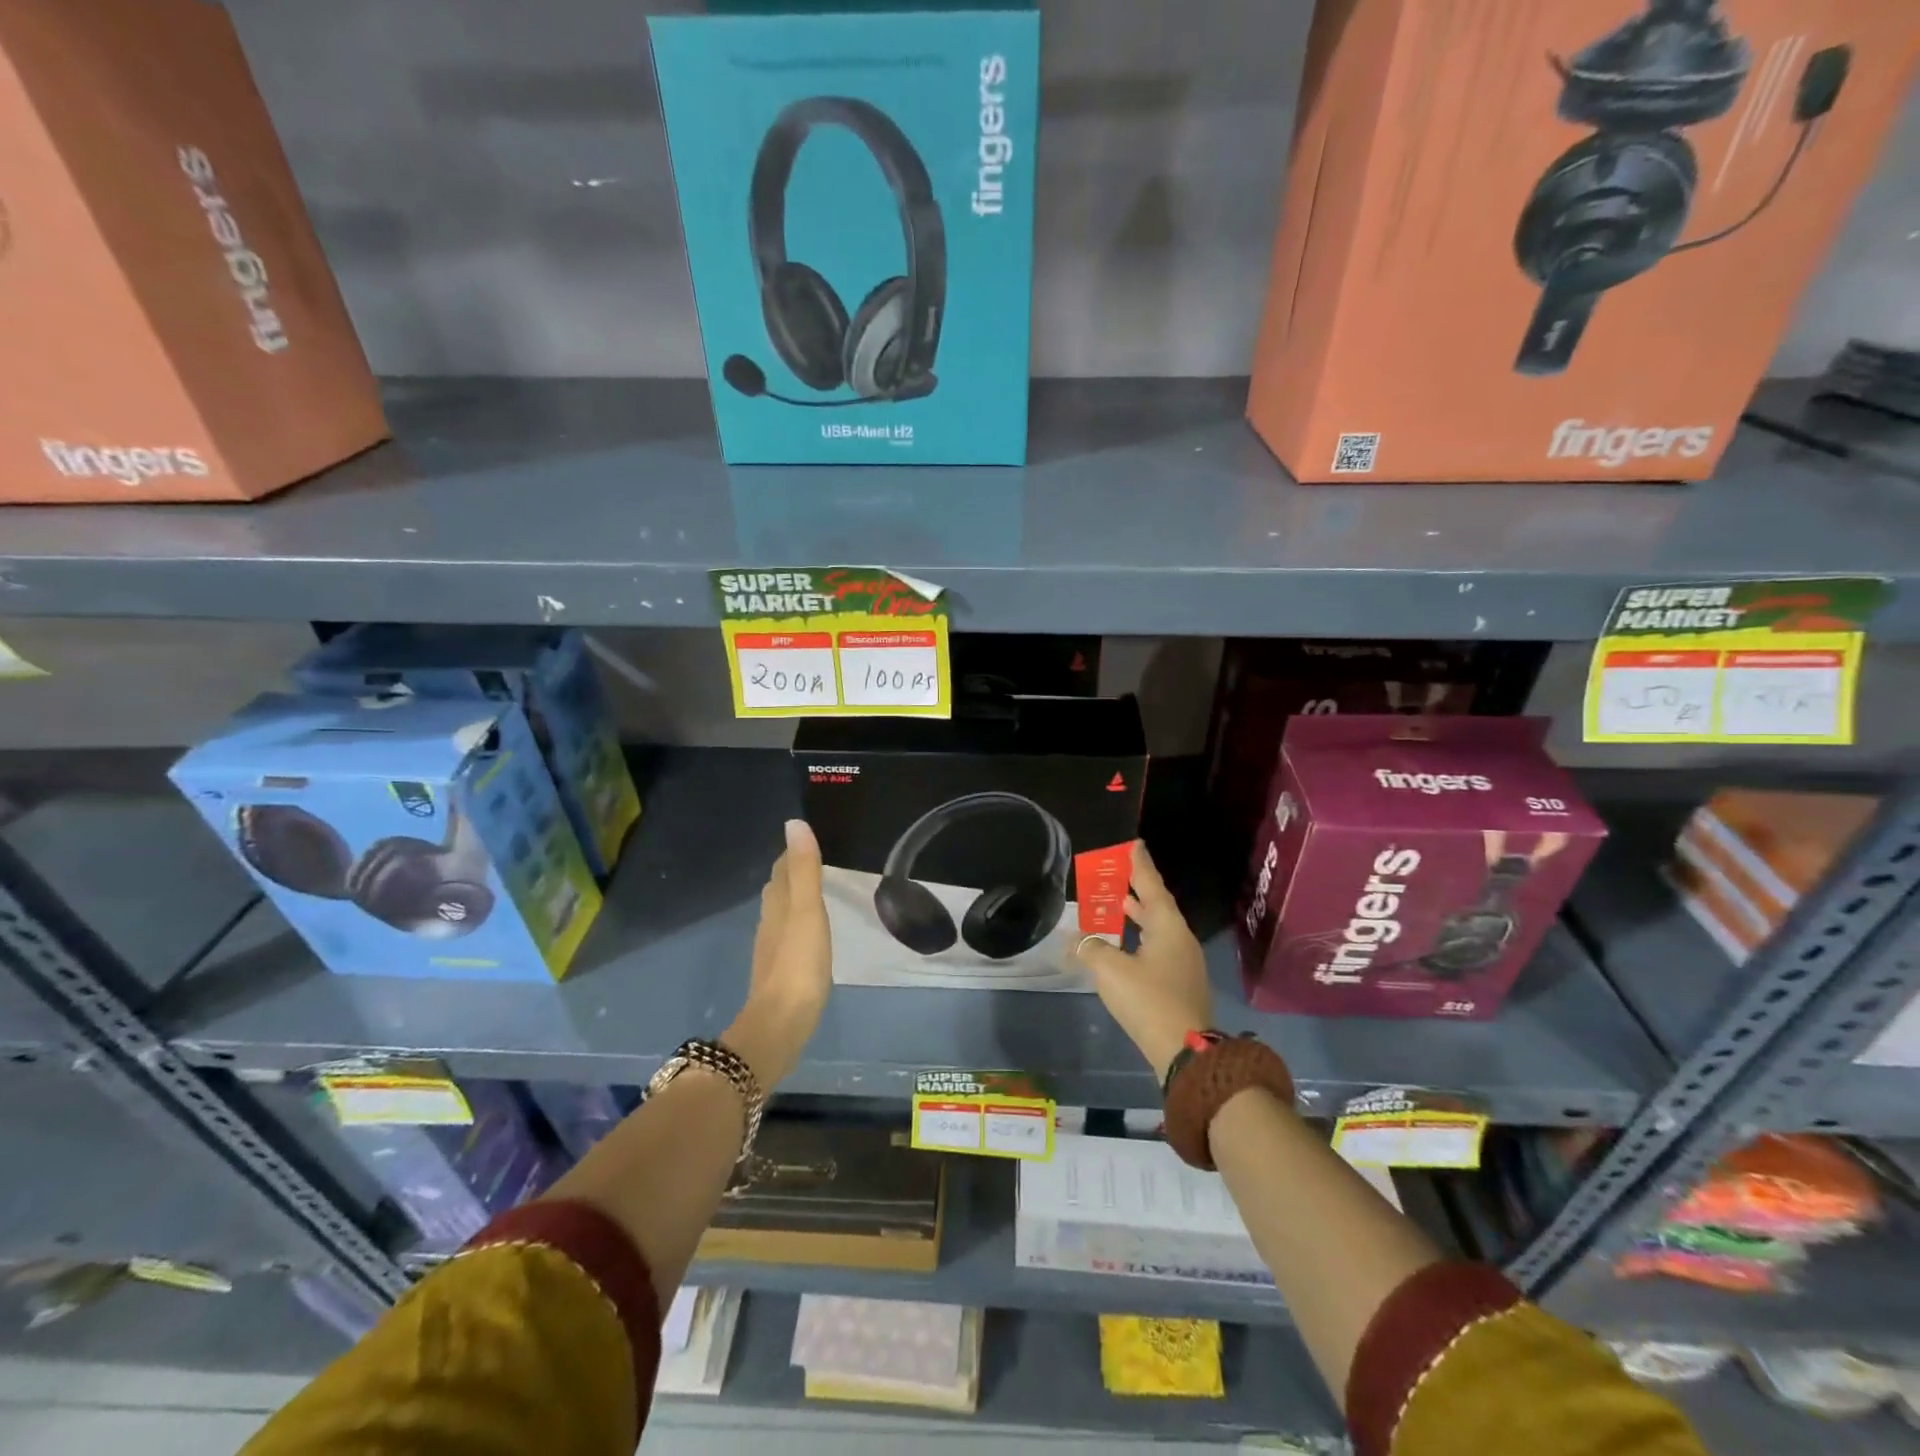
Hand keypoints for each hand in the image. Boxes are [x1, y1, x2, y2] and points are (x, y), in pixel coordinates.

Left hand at [725, 819, 831, 1087]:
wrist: (781, 1024)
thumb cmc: (798, 964)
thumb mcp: (807, 911)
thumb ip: (804, 870)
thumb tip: (794, 824)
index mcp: (777, 905)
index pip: (782, 868)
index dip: (793, 852)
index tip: (810, 839)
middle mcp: (769, 922)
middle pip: (778, 889)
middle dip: (793, 872)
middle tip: (817, 861)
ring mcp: (772, 949)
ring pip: (781, 913)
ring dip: (794, 898)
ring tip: (816, 892)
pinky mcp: (780, 971)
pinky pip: (788, 936)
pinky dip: (798, 924)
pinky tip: (810, 934)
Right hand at [1075, 840, 1213, 1081]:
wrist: (1186, 1052)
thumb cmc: (1148, 1000)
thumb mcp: (1111, 971)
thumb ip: (1090, 949)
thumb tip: (1075, 940)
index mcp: (1168, 928)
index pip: (1152, 886)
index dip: (1140, 865)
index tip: (1134, 844)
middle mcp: (1180, 940)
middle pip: (1158, 906)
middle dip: (1137, 889)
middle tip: (1119, 872)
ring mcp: (1184, 964)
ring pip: (1158, 929)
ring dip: (1139, 915)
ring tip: (1119, 904)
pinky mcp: (1180, 985)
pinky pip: (1158, 948)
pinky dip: (1140, 938)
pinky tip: (1125, 946)